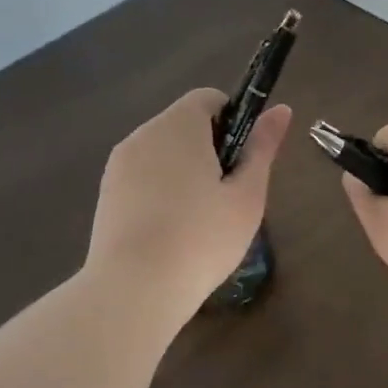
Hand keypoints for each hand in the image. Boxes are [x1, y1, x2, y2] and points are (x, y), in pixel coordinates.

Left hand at [86, 89, 290, 320]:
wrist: (135, 289)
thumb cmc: (202, 238)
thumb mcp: (247, 195)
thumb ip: (262, 148)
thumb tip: (282, 109)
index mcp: (178, 126)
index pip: (208, 98)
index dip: (233, 120)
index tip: (243, 161)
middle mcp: (143, 135)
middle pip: (184, 126)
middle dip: (210, 150)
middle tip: (228, 197)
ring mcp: (118, 166)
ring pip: (162, 155)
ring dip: (185, 173)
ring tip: (200, 221)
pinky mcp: (106, 195)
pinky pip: (143, 179)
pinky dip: (161, 194)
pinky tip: (172, 233)